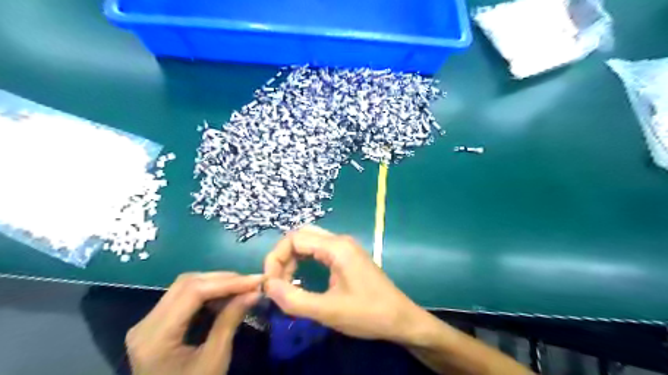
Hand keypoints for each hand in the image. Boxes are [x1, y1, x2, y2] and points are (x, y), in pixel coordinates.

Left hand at [126, 272, 261, 374]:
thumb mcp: (215, 360)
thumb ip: (231, 321)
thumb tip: (255, 292)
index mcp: (154, 337)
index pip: (193, 292)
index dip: (227, 282)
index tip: (256, 280)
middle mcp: (145, 323)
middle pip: (187, 284)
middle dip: (223, 280)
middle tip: (251, 283)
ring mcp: (148, 323)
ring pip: (186, 286)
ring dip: (217, 284)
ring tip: (242, 289)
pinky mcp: (156, 324)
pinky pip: (184, 297)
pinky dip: (208, 293)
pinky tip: (226, 297)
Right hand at [263, 223, 424, 343]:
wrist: (400, 318)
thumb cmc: (367, 314)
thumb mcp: (328, 311)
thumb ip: (294, 299)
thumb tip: (267, 286)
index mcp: (336, 247)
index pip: (294, 238)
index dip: (276, 257)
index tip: (269, 283)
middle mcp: (340, 240)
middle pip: (301, 235)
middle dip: (283, 255)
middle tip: (276, 281)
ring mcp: (345, 247)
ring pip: (310, 241)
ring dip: (293, 258)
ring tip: (286, 282)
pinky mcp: (348, 256)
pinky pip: (319, 250)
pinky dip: (304, 260)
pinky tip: (301, 277)